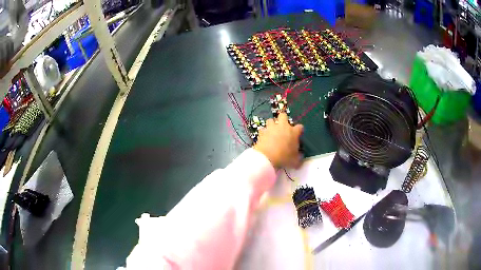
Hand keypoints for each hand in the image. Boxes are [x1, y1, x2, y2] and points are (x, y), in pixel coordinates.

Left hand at [253, 113, 303, 168]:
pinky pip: (262, 129)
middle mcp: (283, 126)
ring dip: (271, 124)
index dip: (299, 130)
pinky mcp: (262, 132)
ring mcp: (271, 128)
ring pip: (270, 120)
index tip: (298, 134)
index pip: (300, 127)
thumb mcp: (295, 160)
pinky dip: (263, 133)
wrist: (267, 157)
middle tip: (283, 127)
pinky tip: (264, 137)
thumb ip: (299, 157)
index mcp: (293, 132)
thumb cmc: (284, 158)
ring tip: (272, 131)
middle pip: (283, 115)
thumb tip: (300, 156)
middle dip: (283, 119)